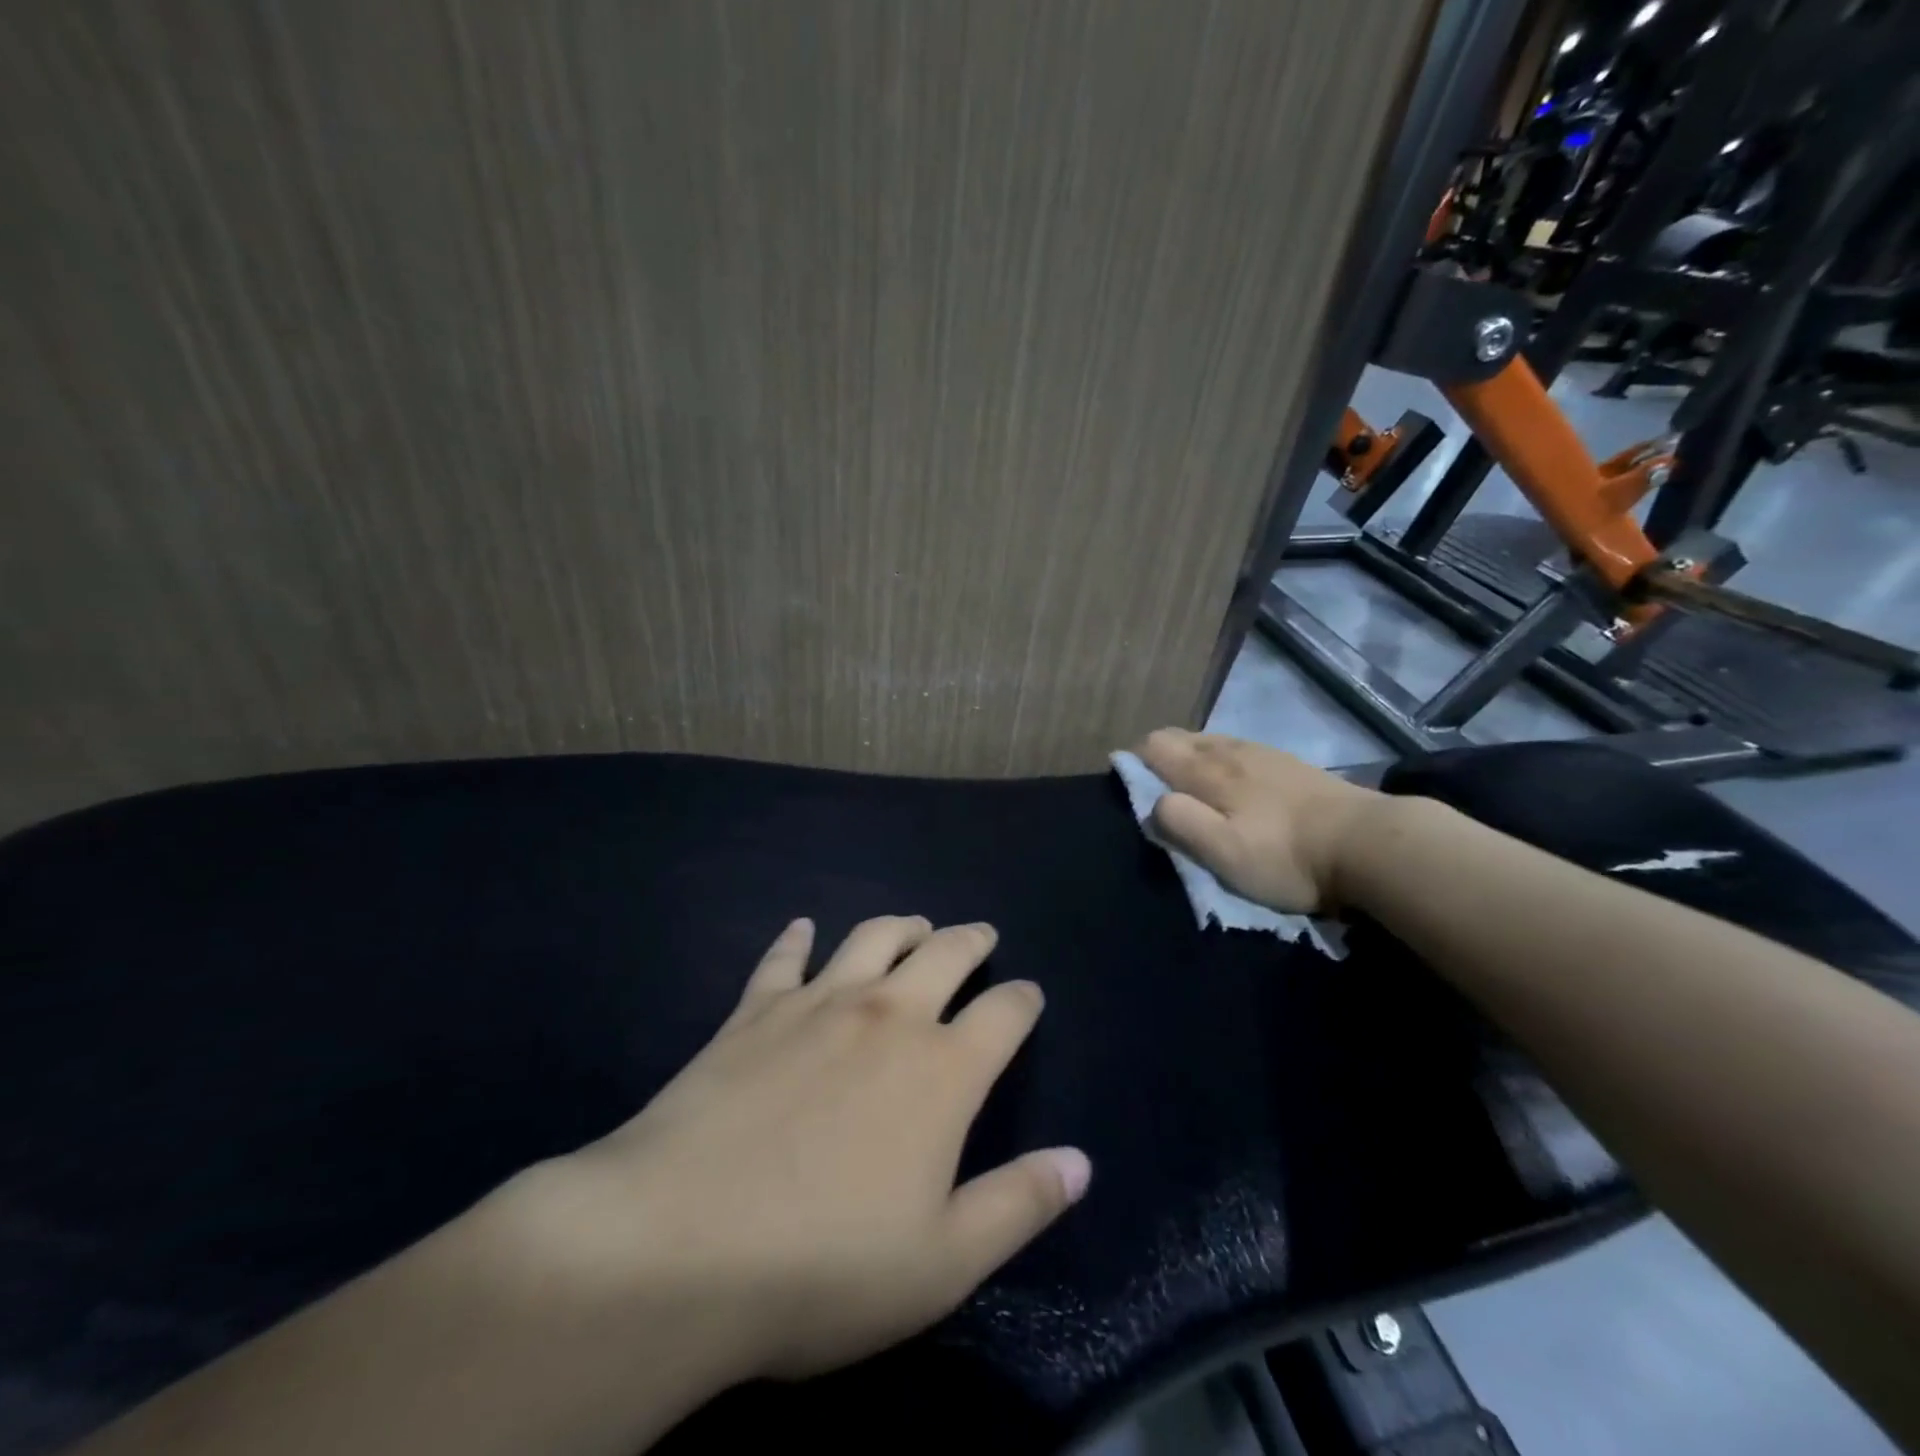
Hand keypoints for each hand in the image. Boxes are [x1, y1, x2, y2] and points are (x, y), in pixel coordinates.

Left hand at [517, 916, 1089, 1384]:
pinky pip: (784, 957)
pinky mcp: (754, 1010)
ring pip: (873, 937)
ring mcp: (817, 1004)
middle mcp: (888, 1015)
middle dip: (971, 941)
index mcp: (943, 1070)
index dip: (1024, 1000)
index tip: (1030, 995)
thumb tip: (1080, 1162)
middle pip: (945, 954)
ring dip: (902, 925)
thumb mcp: (943, 1262)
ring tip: (915, 925)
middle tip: (981, 936)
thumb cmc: (823, 1266)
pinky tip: (803, 928)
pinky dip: (798, 938)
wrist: (676, 1246)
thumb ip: (1020, 1204)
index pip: (1005, 1014)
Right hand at [1135, 729, 1387, 912]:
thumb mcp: (1224, 853)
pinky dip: (1224, 761)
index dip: (1134, 762)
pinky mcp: (1291, 764)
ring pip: (1212, 742)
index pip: (1154, 745)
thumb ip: (1180, 823)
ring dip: (1193, 758)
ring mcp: (1265, 753)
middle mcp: (1231, 751)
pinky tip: (1239, 785)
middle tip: (1163, 795)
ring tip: (1196, 790)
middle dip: (1161, 757)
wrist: (1370, 843)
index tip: (1133, 790)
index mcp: (1208, 770)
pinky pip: (1240, 750)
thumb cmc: (1287, 856)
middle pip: (1181, 737)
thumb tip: (1153, 802)